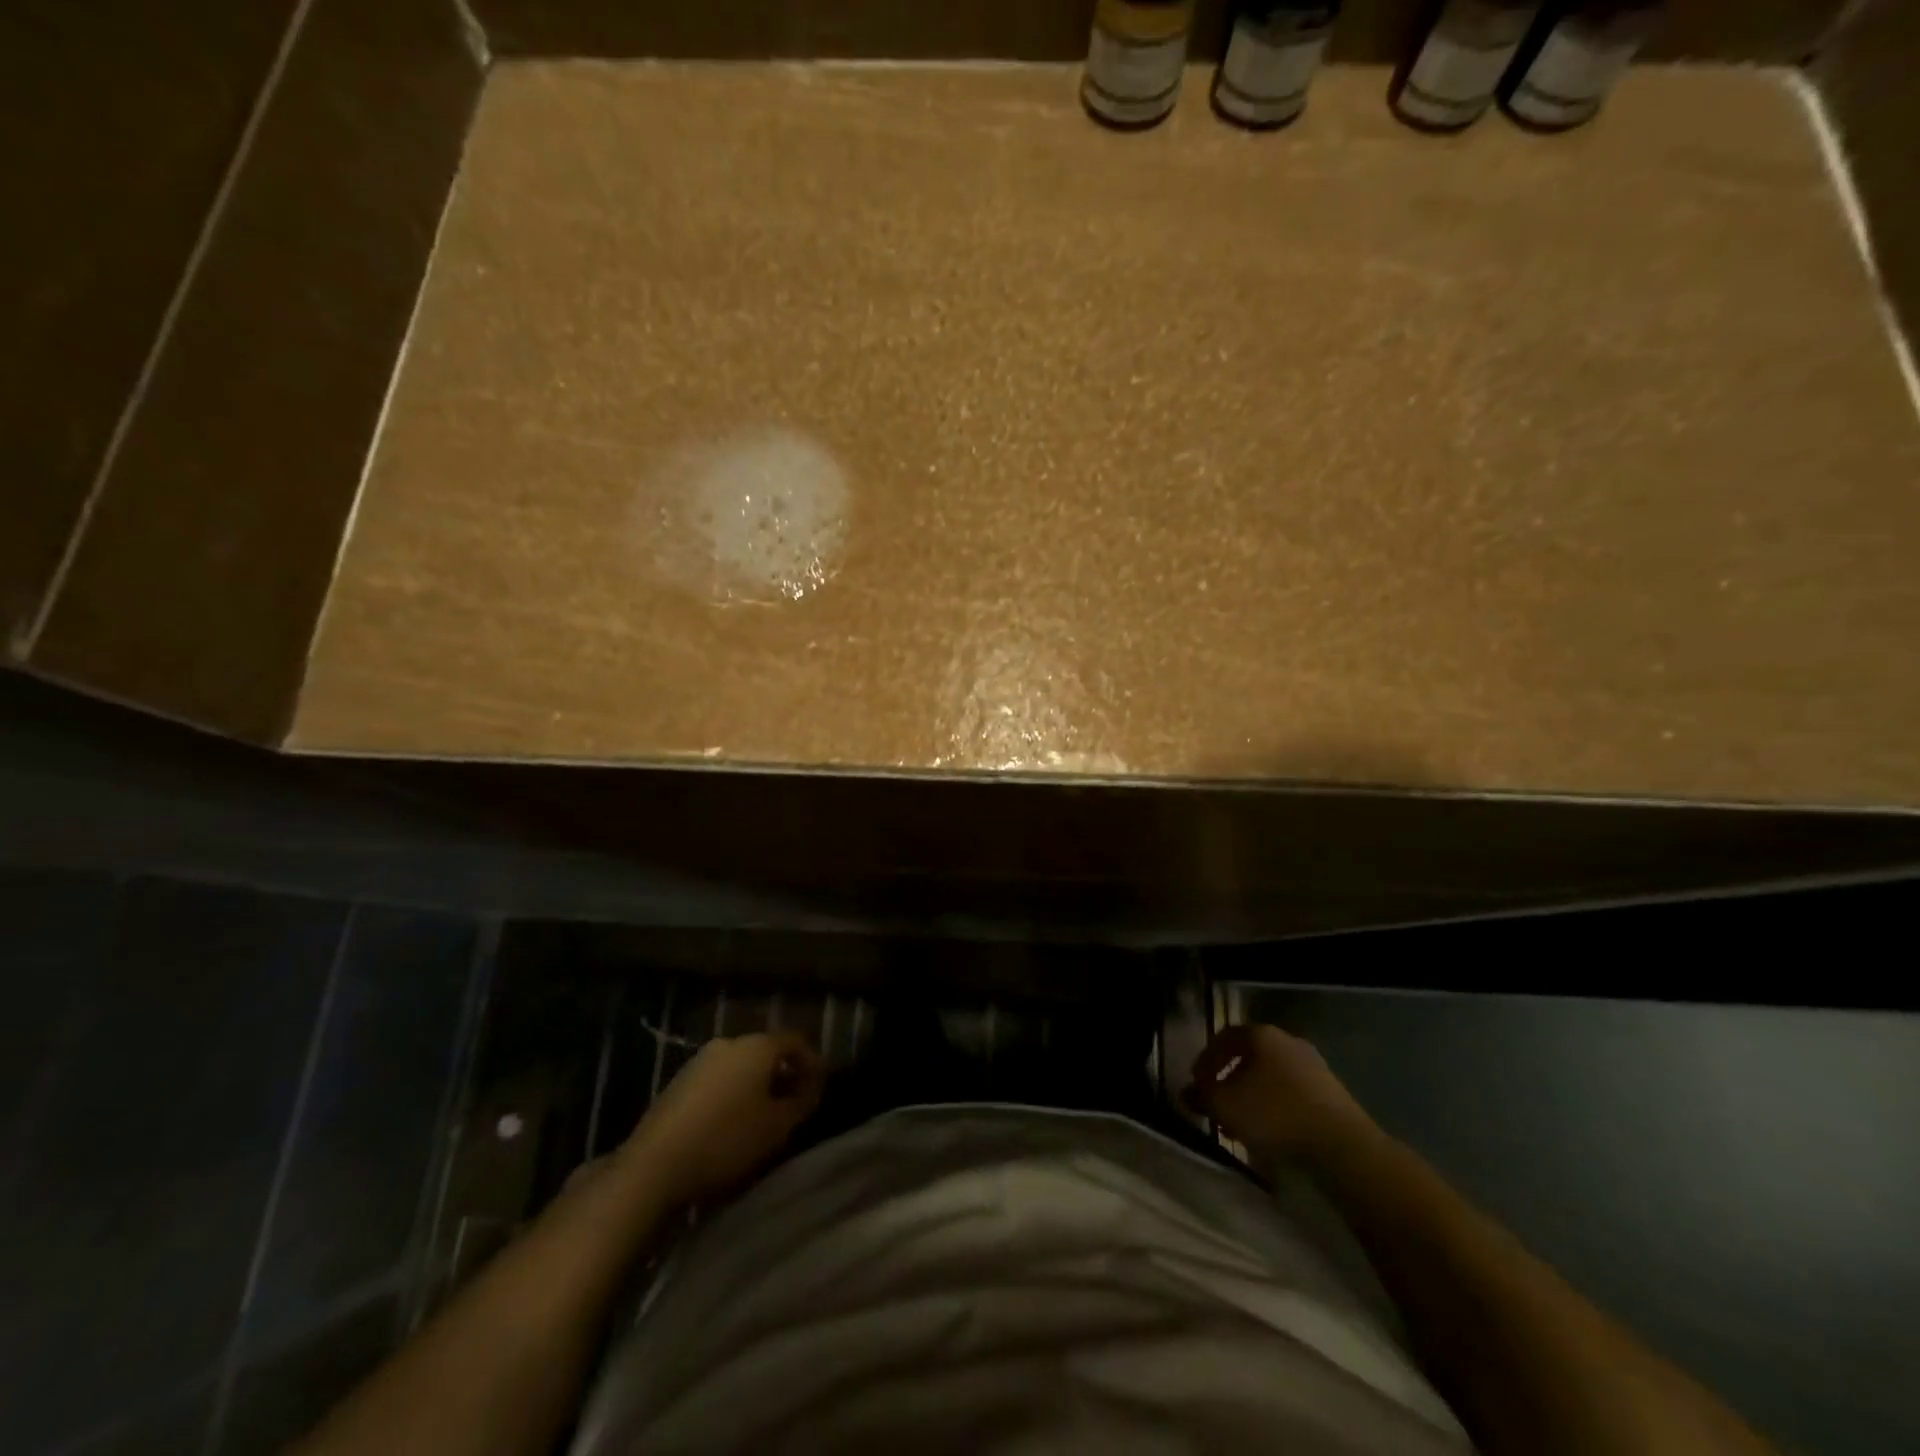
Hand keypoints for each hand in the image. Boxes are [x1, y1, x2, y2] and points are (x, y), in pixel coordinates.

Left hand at [622, 1031, 824, 1207]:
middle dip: (783, 1073)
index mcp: (757, 1046)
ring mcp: (700, 1060)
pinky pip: (719, 1077)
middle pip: (766, 1050)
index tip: (819, 1088)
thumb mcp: (777, 1126)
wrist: (655, 1164)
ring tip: (764, 1114)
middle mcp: (729, 1042)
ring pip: (741, 1064)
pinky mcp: (679, 1081)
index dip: (812, 1062)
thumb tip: (811, 1088)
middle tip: (794, 1101)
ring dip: (757, 1083)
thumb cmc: (726, 1140)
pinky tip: (732, 1120)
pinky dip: (733, 1091)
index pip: (795, 1041)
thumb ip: (802, 1102)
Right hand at [1183, 1024, 1374, 1168]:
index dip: (1206, 1060)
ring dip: (1253, 1096)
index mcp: (1261, 1034)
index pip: (1224, 1037)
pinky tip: (1271, 1133)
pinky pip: (1292, 1094)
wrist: (1343, 1147)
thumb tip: (1186, 1092)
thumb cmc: (1274, 1115)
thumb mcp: (1224, 1106)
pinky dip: (1276, 1107)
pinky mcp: (1332, 1093)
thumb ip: (1201, 1095)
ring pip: (1271, 1077)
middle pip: (1249, 1057)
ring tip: (1243, 1125)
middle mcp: (1288, 1041)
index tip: (1197, 1083)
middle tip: (1218, 1104)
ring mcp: (1314, 1066)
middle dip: (1230, 1080)